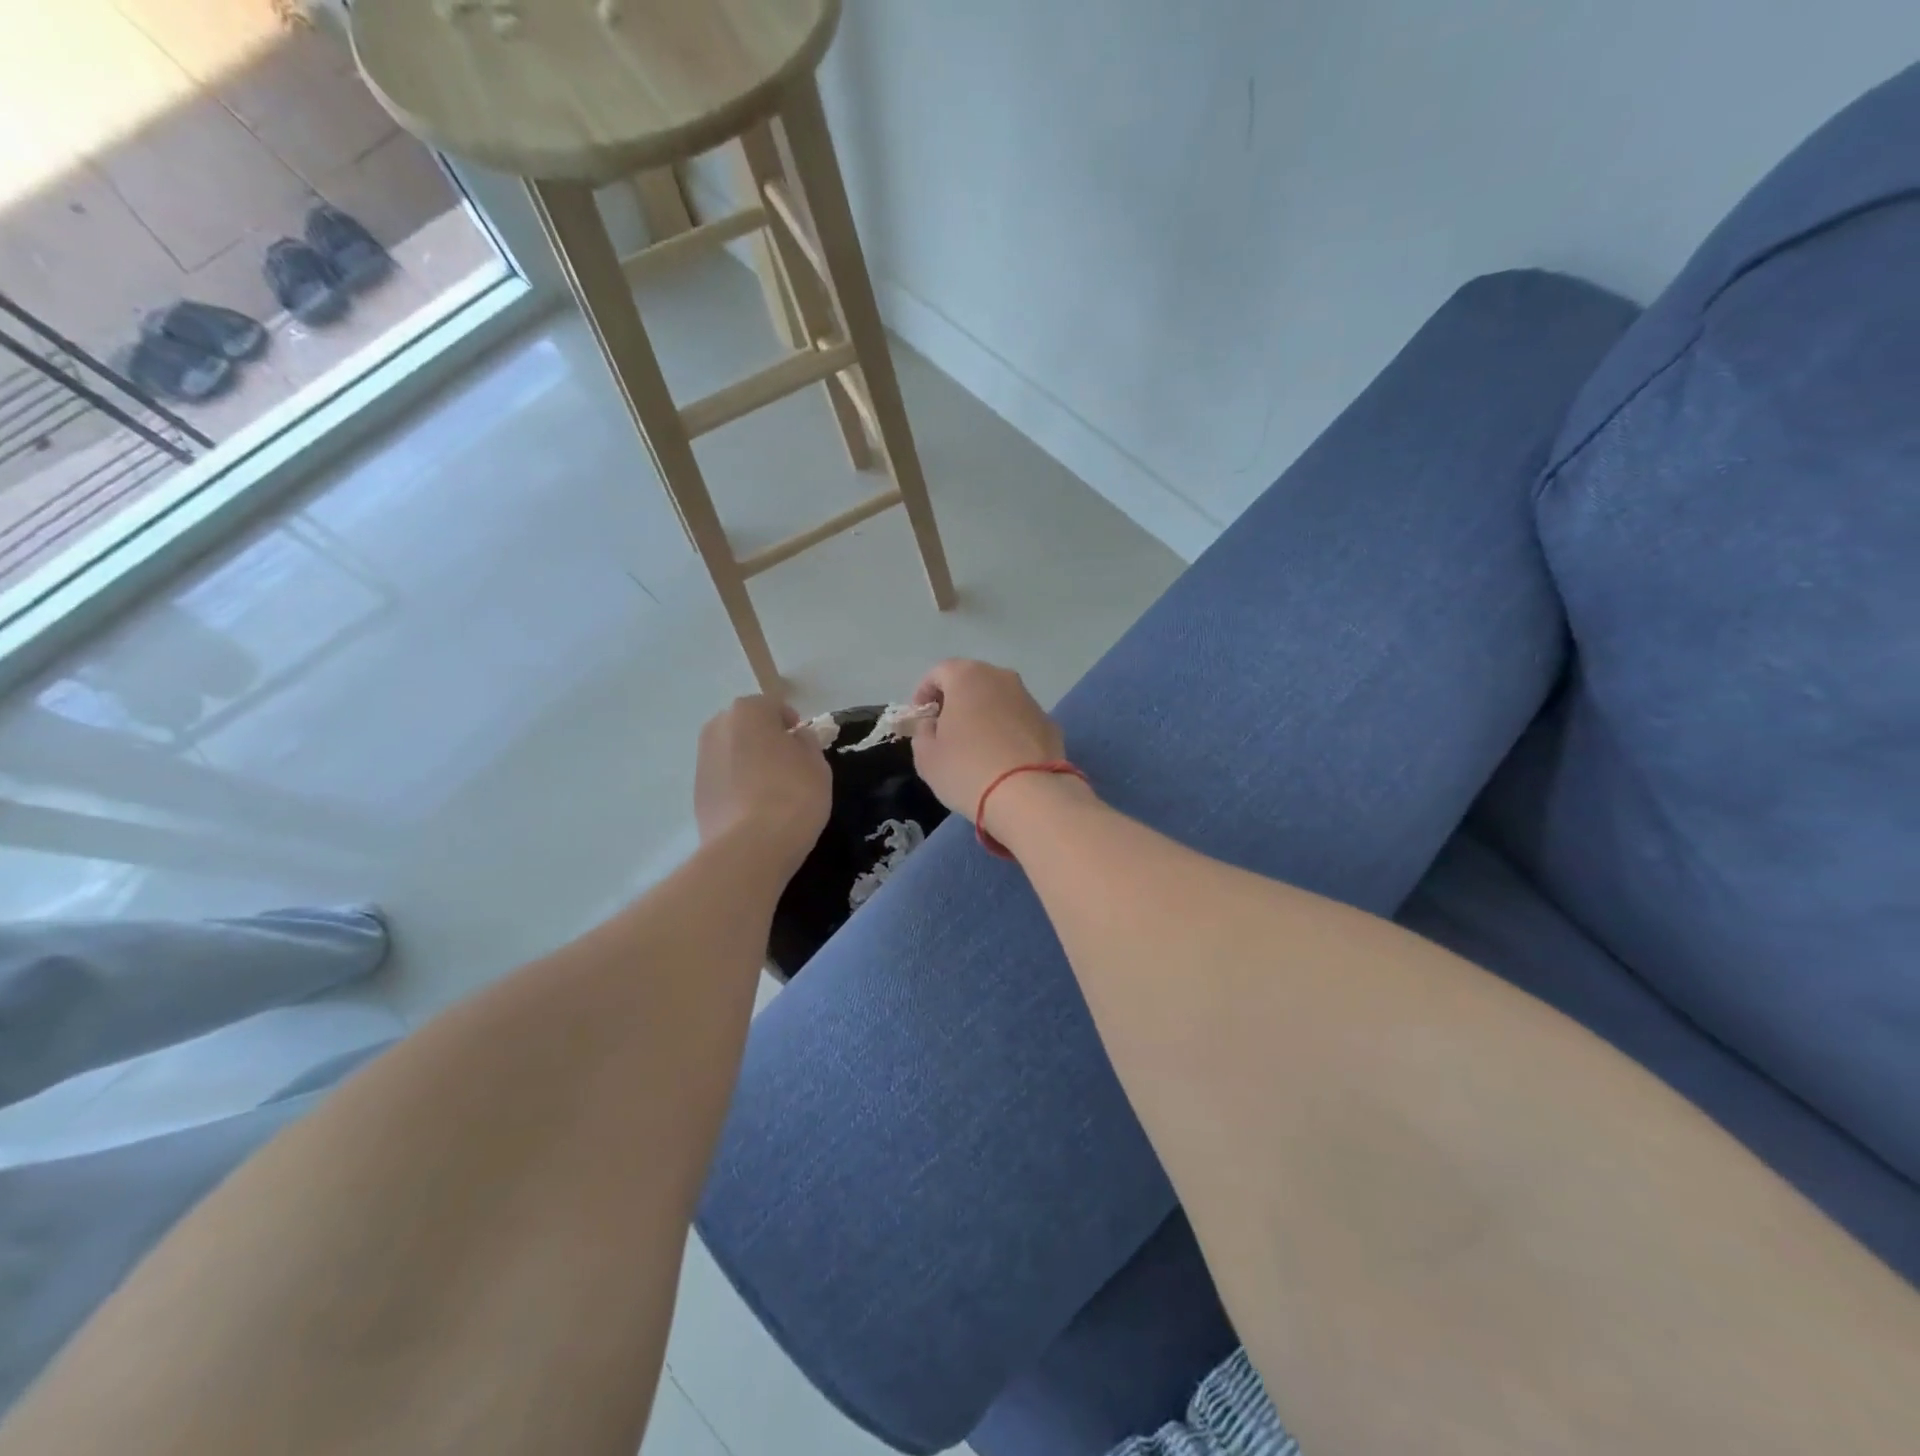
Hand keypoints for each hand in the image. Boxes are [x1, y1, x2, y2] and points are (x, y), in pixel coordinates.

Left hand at [695, 696, 830, 868]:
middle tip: (789, 766)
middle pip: (748, 727)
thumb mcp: (817, 764)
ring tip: (772, 792)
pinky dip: (738, 786)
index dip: (793, 725)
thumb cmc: (792, 795)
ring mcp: (702, 761)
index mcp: (747, 711)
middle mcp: (717, 728)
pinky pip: (724, 780)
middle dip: (766, 740)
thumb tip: (795, 738)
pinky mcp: (696, 793)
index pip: (775, 707)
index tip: (805, 748)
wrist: (750, 847)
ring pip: (733, 753)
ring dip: (749, 763)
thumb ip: (806, 743)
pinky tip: (755, 809)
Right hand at [909, 659, 1065, 817]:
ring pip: (998, 699)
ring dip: (984, 714)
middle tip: (945, 729)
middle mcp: (1001, 678)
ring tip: (975, 745)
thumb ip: (923, 732)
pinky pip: (1019, 720)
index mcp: (967, 677)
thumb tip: (934, 725)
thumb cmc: (966, 769)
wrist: (1028, 795)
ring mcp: (1029, 699)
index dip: (924, 693)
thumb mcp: (926, 756)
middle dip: (956, 700)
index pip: (938, 672)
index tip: (920, 718)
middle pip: (972, 681)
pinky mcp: (1049, 723)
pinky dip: (1008, 731)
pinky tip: (1003, 758)